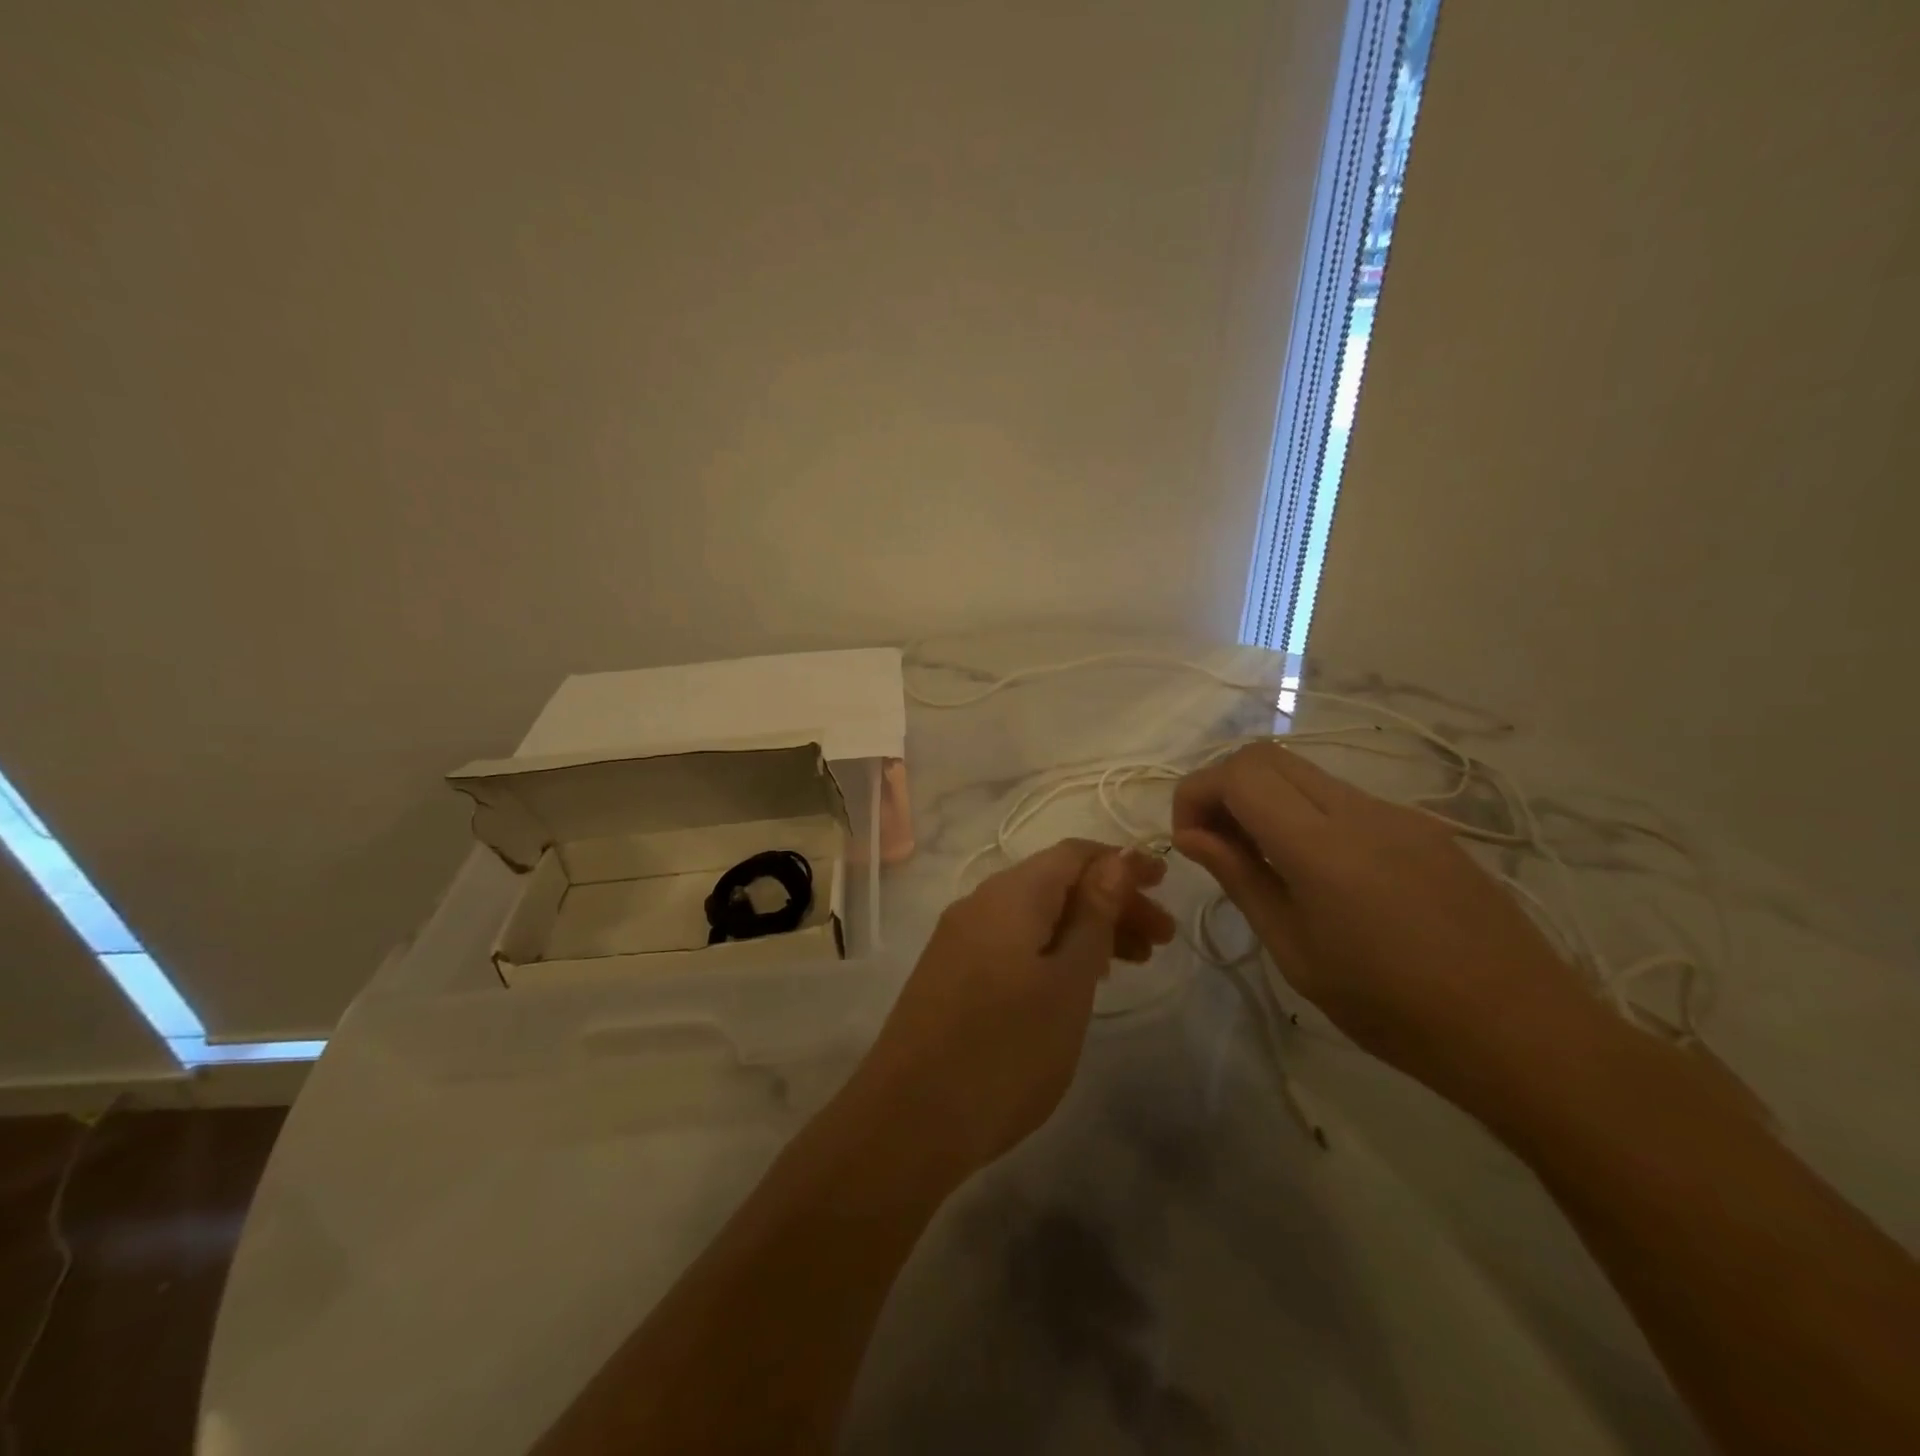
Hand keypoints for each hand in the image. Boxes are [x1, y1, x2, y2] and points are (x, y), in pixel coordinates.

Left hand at [855, 840, 1173, 1176]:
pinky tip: (1075, 982)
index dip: (1121, 862)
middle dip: (1111, 902)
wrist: (908, 1121)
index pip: (1073, 854)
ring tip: (1131, 963)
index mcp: (1009, 894)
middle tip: (1161, 940)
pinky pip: (1013, 943)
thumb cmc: (1005, 1050)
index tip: (1166, 884)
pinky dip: (1053, 951)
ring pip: (1035, 916)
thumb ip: (1093, 916)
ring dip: (1085, 929)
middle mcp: (979, 904)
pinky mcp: (951, 974)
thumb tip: (1115, 860)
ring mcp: (959, 940)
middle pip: (1055, 884)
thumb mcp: (1067, 983)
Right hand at [1173, 743, 1597, 1102]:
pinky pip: (1345, 798)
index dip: (1196, 792)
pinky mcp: (1424, 827)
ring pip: (1306, 773)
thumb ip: (1241, 880)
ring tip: (1263, 862)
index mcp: (1322, 846)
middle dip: (1224, 786)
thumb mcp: (1296, 952)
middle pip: (1267, 756)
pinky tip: (1321, 874)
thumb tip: (1192, 836)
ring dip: (1265, 799)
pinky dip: (1306, 814)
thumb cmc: (1393, 1009)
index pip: (1238, 774)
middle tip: (1216, 843)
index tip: (1187, 839)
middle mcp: (1359, 809)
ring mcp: (1398, 813)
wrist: (1525, 1033)